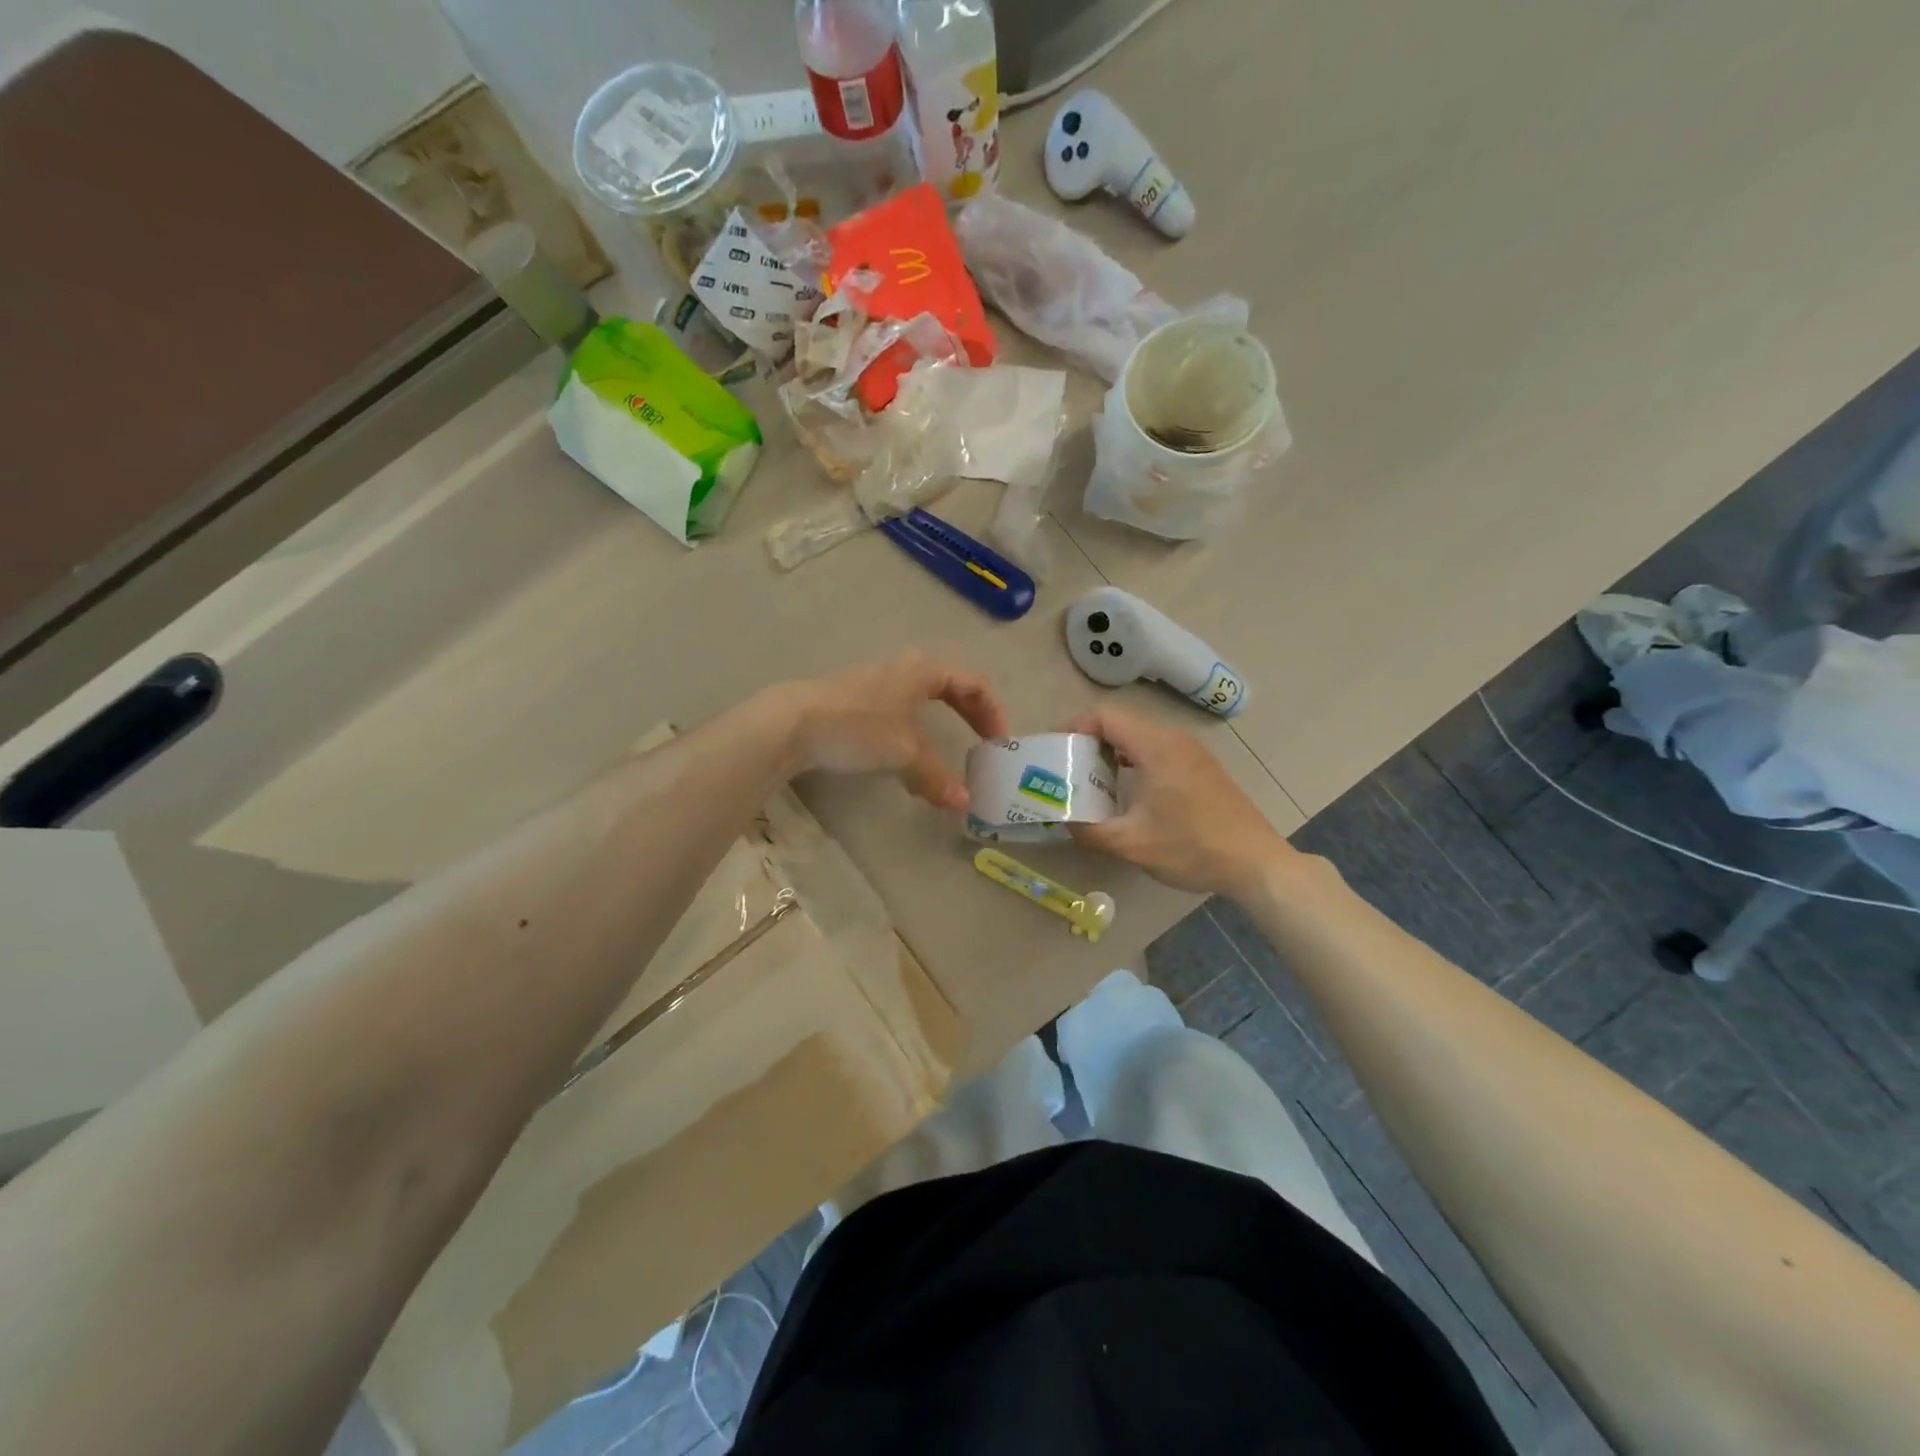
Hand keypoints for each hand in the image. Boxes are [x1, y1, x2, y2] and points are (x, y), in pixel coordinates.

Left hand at [780, 651, 1009, 809]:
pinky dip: (910, 735)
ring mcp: (874, 683)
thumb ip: (936, 777)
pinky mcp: (852, 700)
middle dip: (968, 716)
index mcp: (923, 671)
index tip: (999, 743)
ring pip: (919, 702)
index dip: (992, 713)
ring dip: (937, 729)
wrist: (791, 723)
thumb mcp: (904, 753)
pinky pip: (896, 714)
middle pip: (949, 688)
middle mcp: (902, 669)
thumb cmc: (858, 727)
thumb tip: (963, 803)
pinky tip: (901, 761)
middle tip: (981, 744)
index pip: (973, 684)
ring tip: (941, 760)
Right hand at [1066, 705, 1295, 897]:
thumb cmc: (1192, 847)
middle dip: (1089, 742)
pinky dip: (1134, 761)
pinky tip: (1128, 792)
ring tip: (1091, 781)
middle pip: (1122, 724)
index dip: (1075, 727)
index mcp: (1156, 747)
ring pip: (1141, 738)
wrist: (1256, 863)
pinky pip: (1158, 751)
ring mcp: (1193, 752)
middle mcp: (1175, 739)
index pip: (1106, 716)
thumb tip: (1063, 819)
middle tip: (1067, 769)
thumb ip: (1089, 829)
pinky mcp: (1202, 768)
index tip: (1056, 750)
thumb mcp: (1131, 844)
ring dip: (1113, 753)